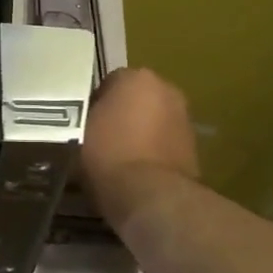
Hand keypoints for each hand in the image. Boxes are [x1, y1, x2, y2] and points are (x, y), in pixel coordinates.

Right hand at [82, 67, 199, 230]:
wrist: (151, 195)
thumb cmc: (108, 154)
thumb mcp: (78, 131)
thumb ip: (83, 117)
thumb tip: (84, 120)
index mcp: (137, 77)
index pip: (109, 82)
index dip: (93, 103)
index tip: (83, 123)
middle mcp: (166, 89)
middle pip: (136, 99)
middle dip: (122, 114)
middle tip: (100, 138)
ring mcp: (184, 118)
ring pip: (152, 121)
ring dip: (139, 133)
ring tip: (117, 158)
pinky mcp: (194, 148)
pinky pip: (164, 143)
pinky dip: (153, 152)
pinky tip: (136, 172)